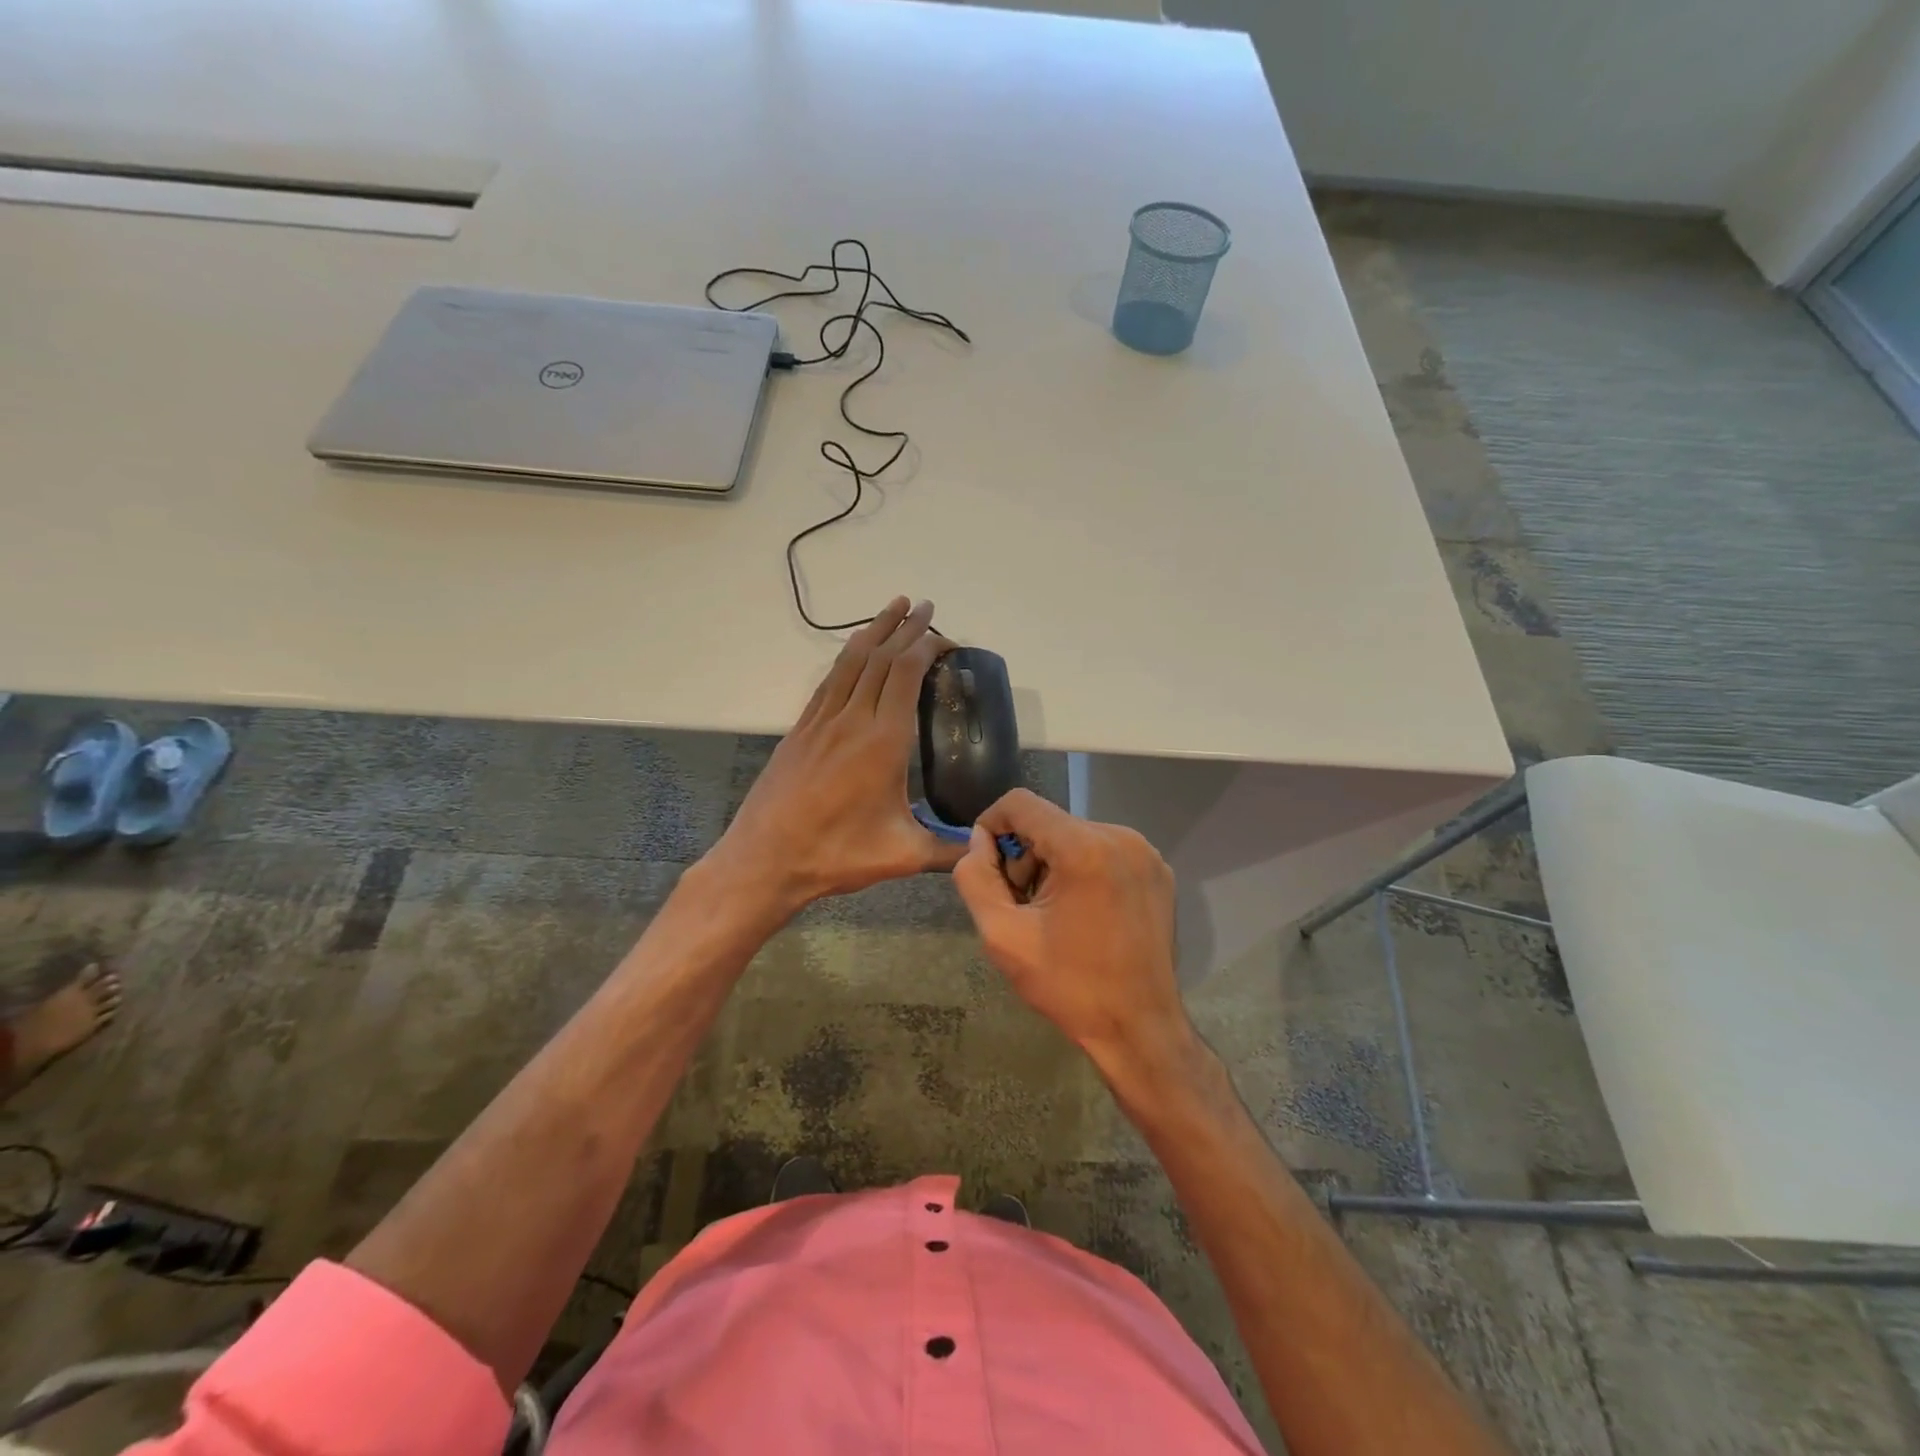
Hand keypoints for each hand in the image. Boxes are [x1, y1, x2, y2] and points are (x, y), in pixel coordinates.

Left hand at [712, 597, 964, 915]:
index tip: (947, 638)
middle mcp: (851, 719)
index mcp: (882, 741)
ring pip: (850, 662)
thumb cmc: (836, 854)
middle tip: (925, 606)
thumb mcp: (902, 856)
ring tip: (892, 608)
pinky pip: (828, 682)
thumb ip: (949, 851)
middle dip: (905, 628)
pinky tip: (853, 654)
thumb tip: (983, 849)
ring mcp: (821, 722)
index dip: (927, 647)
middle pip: (880, 658)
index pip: (906, 674)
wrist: (764, 859)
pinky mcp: (800, 731)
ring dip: (874, 630)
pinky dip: (847, 658)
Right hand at [952, 788, 1194, 1085]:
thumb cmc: (1068, 985)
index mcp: (1084, 848)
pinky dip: (1082, 870)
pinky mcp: (1158, 870)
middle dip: (1024, 855)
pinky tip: (1083, 913)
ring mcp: (1146, 853)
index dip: (992, 825)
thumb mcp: (1002, 936)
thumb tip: (979, 842)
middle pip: (1049, 821)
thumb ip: (976, 878)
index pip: (1021, 803)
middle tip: (1021, 904)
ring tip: (1053, 913)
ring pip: (1076, 835)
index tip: (986, 865)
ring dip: (1052, 864)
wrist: (1139, 1027)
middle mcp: (1120, 837)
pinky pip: (1104, 850)